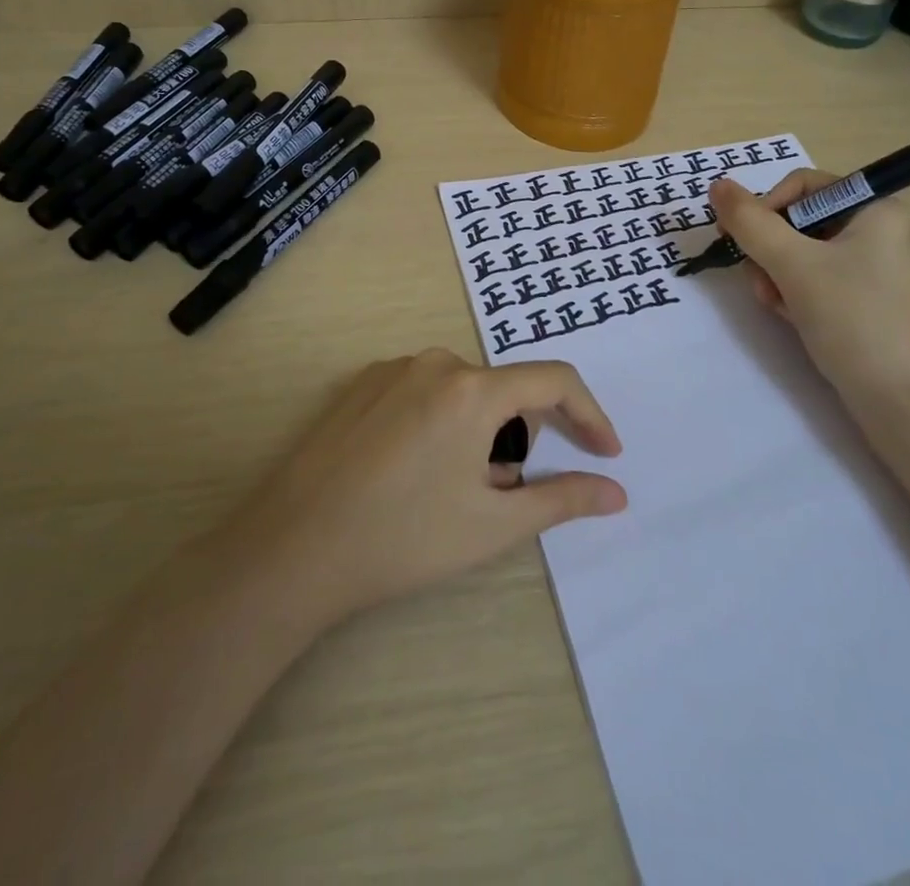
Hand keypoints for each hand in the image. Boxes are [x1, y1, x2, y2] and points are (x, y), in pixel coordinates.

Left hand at [215, 349, 625, 629]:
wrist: (292, 548)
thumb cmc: (403, 538)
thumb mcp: (492, 524)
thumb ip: (562, 499)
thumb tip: (616, 492)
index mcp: (473, 388)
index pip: (554, 381)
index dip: (589, 414)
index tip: (605, 454)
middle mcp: (435, 361)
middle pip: (505, 389)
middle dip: (522, 435)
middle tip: (506, 491)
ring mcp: (392, 368)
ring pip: (463, 391)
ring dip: (480, 431)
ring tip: (455, 488)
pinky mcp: (361, 383)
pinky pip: (424, 391)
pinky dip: (442, 422)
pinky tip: (414, 470)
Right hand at [708, 171, 909, 404]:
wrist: (899, 402)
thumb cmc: (852, 320)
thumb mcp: (793, 264)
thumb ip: (750, 222)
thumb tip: (716, 184)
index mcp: (875, 208)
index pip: (801, 185)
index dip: (766, 208)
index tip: (743, 239)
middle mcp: (875, 229)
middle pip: (795, 220)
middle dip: (770, 250)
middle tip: (763, 281)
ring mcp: (868, 266)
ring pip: (797, 251)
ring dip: (774, 274)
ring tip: (777, 305)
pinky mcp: (859, 297)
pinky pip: (810, 278)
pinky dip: (791, 292)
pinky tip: (791, 316)